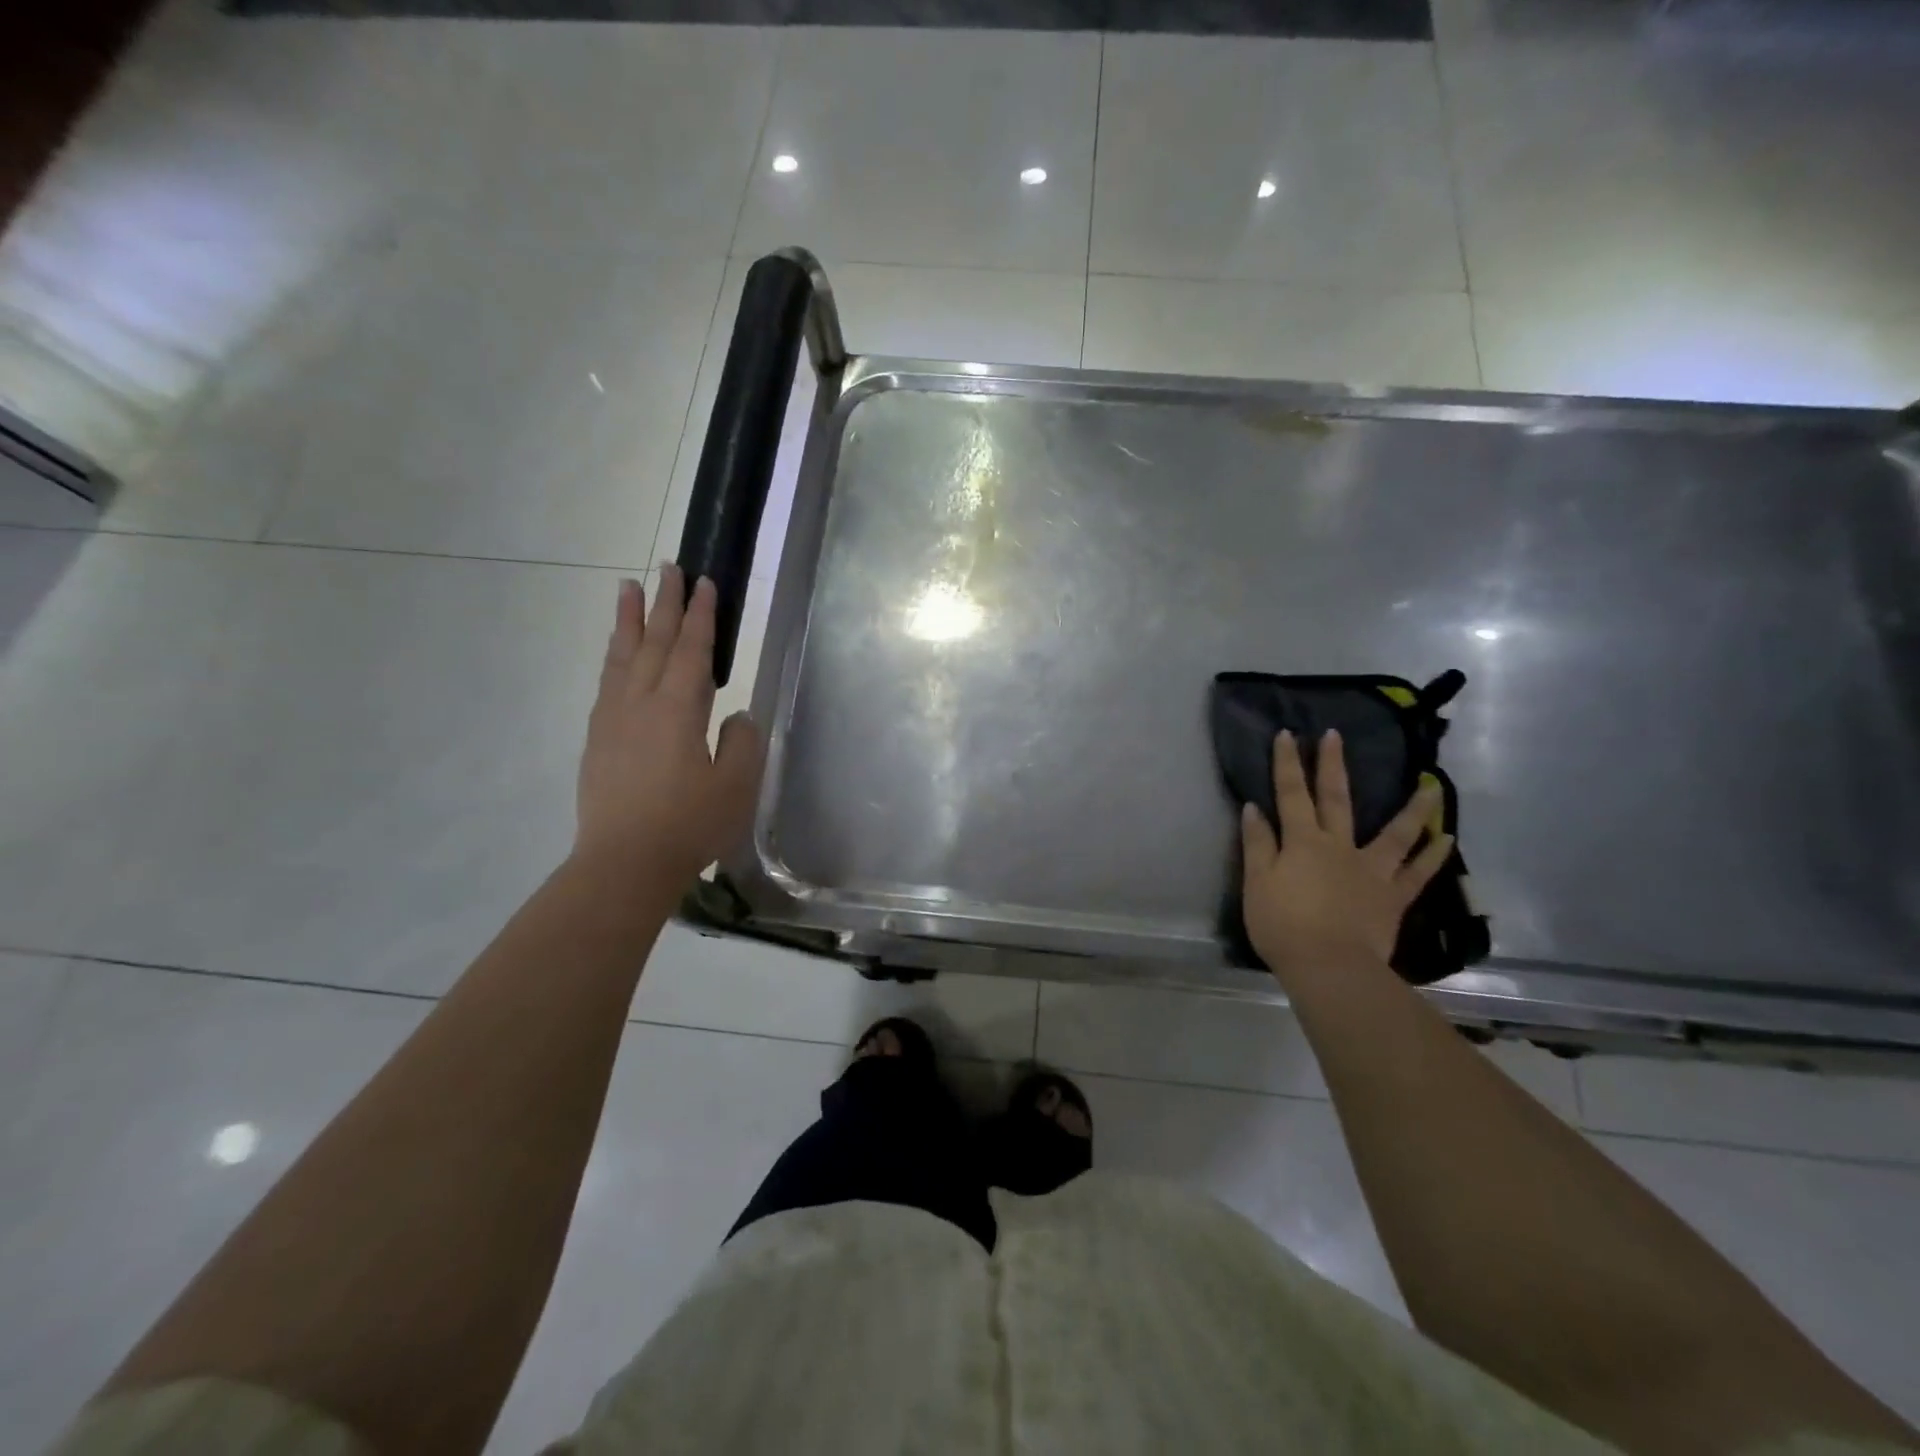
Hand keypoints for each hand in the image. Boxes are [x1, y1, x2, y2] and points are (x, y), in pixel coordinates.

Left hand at [575, 567, 762, 884]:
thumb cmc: (689, 825)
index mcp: (678, 709)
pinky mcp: (598, 740)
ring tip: (628, 588)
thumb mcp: (735, 785)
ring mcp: (612, 719)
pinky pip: (606, 681)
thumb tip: (736, 714)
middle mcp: (640, 703)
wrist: (624, 863)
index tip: (705, 583)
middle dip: (664, 603)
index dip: (701, 615)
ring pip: (622, 656)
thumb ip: (742, 742)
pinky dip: (613, 656)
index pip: (692, 650)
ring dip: (628, 620)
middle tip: (669, 567)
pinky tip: (616, 654)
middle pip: (654, 642)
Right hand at [1241, 729, 1452, 978]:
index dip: (1287, 764)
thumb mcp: (1257, 883)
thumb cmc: (1283, 925)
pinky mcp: (1392, 897)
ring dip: (1413, 808)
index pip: (1291, 794)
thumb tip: (1254, 808)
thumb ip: (1257, 844)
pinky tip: (1447, 840)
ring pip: (1395, 833)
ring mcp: (1371, 870)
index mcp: (1302, 842)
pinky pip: (1417, 874)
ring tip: (1432, 785)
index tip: (1288, 734)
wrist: (1328, 967)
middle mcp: (1339, 846)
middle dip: (1333, 765)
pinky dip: (1433, 856)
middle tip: (1336, 736)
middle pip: (1337, 799)